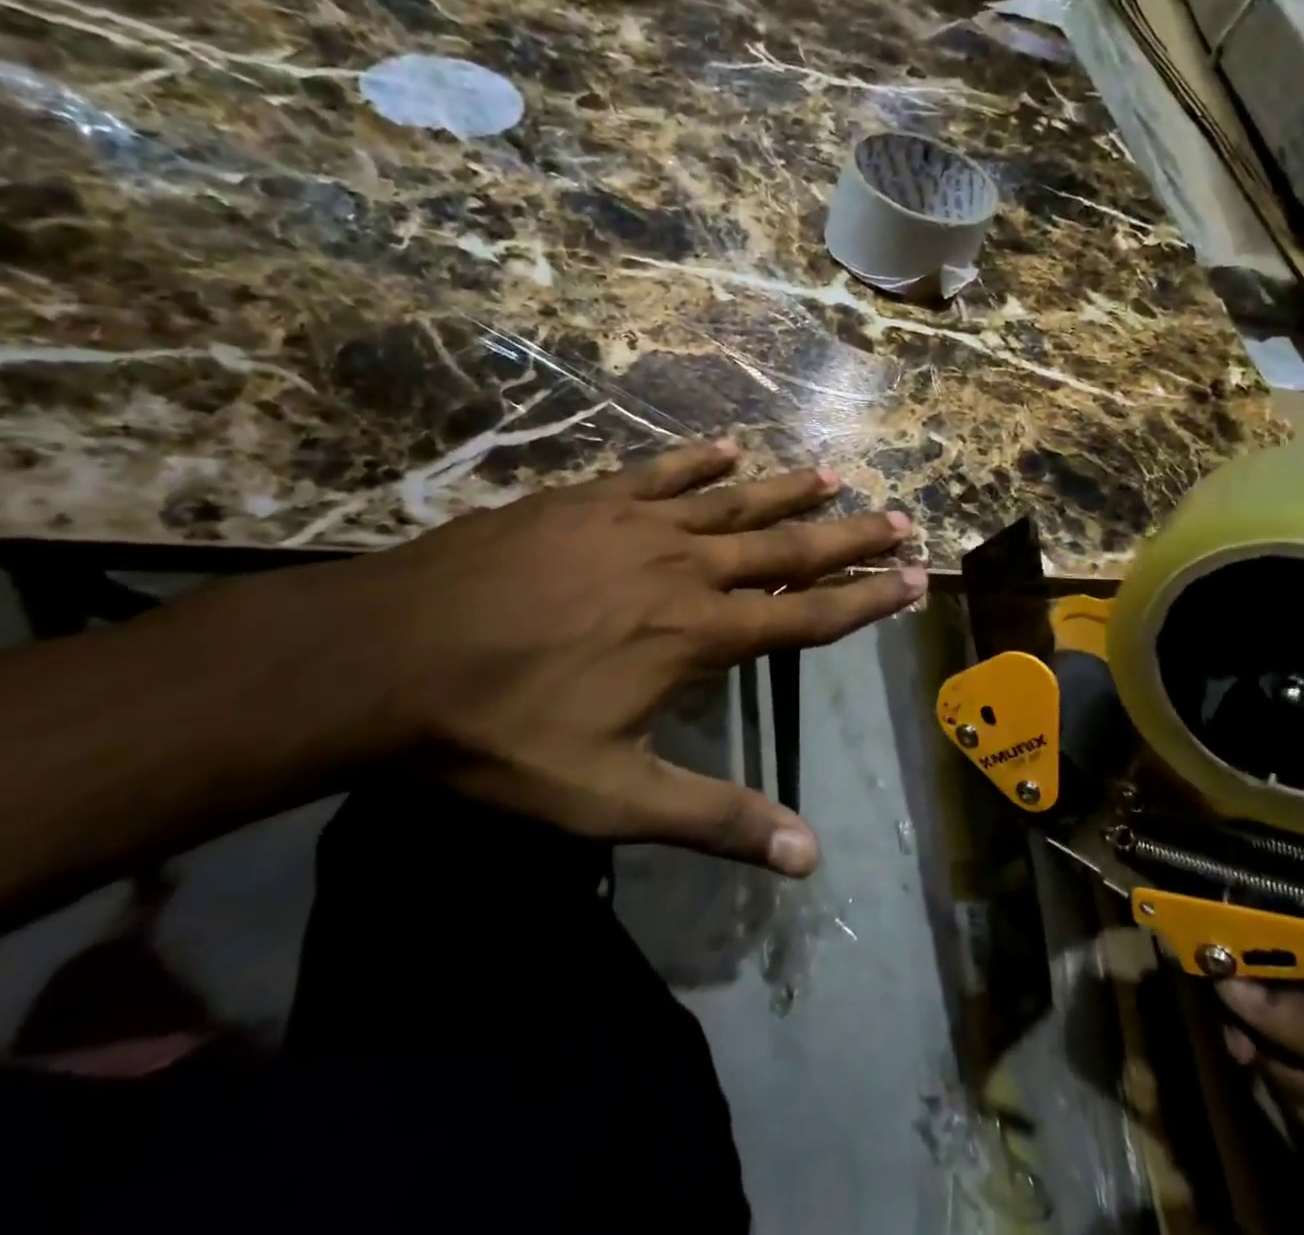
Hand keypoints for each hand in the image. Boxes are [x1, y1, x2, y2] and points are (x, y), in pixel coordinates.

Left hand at [296, 439, 923, 877]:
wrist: (388, 655)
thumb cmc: (502, 733)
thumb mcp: (610, 796)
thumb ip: (714, 819)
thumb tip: (809, 858)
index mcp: (699, 634)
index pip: (808, 614)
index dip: (867, 599)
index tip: (915, 579)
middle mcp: (683, 568)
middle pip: (787, 547)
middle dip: (850, 535)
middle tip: (900, 517)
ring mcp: (634, 524)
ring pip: (733, 501)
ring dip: (788, 490)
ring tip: (834, 475)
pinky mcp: (586, 500)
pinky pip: (659, 472)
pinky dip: (699, 459)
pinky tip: (728, 446)